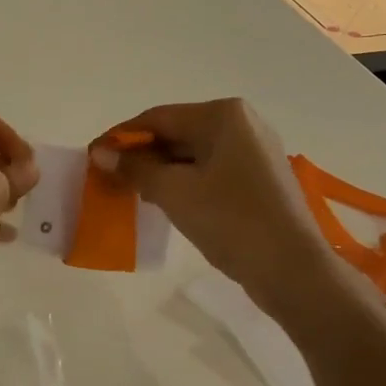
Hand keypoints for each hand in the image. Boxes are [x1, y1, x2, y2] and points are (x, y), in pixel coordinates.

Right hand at [93, 99, 335, 316]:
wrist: (293, 270)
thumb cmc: (231, 220)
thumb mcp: (174, 192)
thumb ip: (135, 168)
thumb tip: (101, 153)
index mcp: (223, 115)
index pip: (158, 118)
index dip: (121, 137)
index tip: (93, 156)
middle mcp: (242, 123)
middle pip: (176, 133)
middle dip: (141, 156)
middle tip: (109, 179)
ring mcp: (255, 151)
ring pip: (193, 154)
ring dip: (161, 172)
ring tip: (131, 193)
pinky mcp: (259, 178)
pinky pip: (211, 171)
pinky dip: (185, 183)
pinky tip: (165, 202)